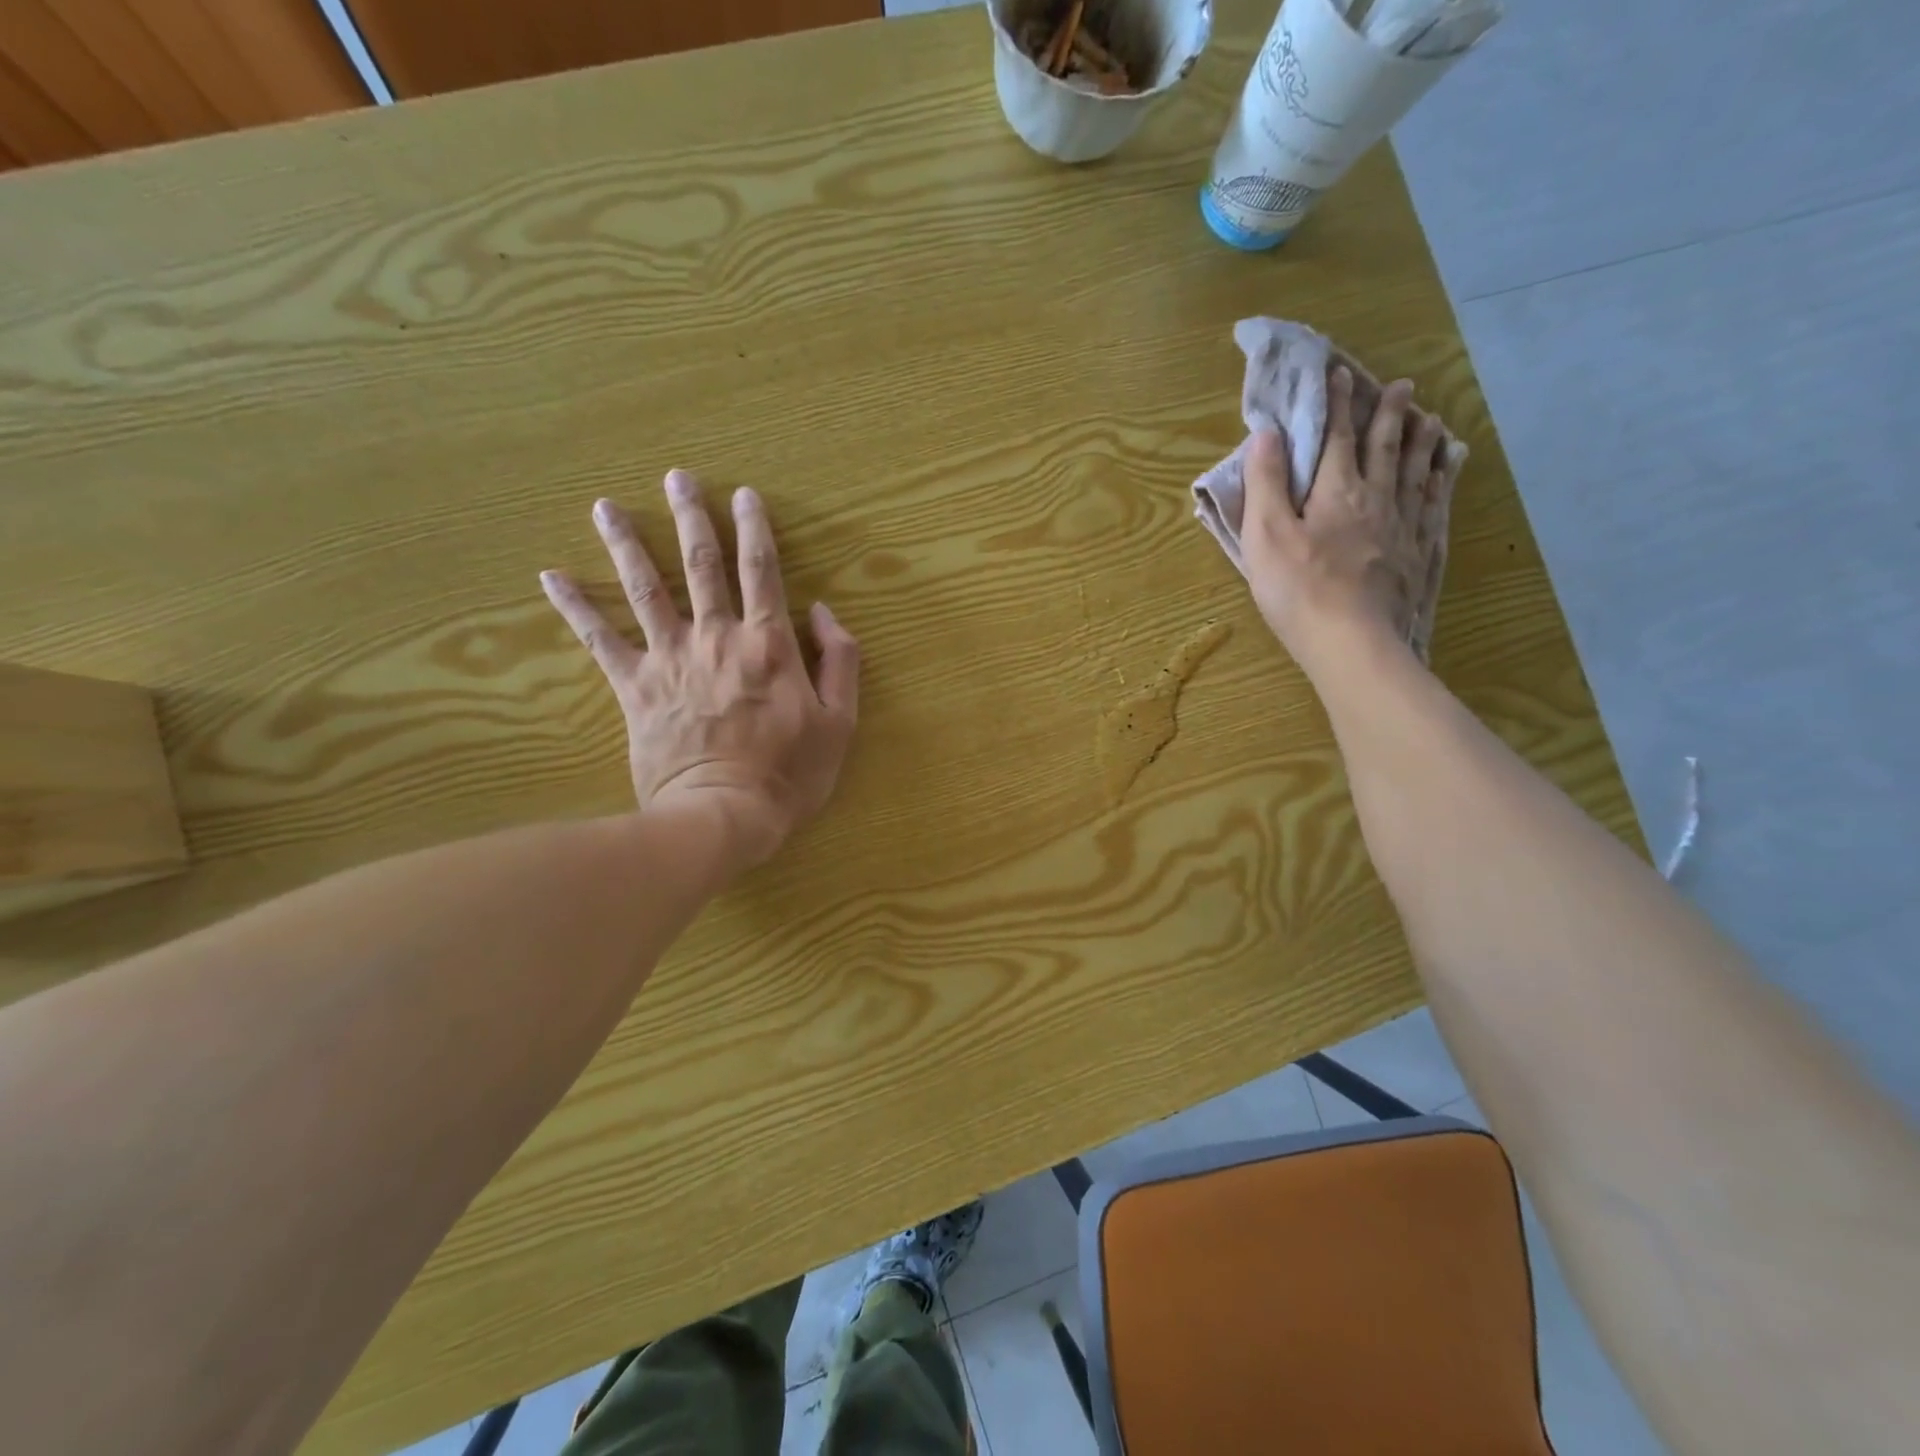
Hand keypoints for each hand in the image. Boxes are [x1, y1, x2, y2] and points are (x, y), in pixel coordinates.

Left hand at [540, 471, 859, 868]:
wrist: (722, 816)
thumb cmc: (789, 774)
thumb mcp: (840, 722)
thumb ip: (839, 661)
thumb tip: (821, 611)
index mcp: (769, 644)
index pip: (762, 572)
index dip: (755, 530)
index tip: (744, 495)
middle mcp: (717, 637)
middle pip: (701, 565)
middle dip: (691, 518)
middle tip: (677, 478)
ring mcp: (671, 658)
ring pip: (645, 588)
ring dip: (626, 543)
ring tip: (606, 506)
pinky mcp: (635, 686)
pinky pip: (599, 639)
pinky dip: (575, 607)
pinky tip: (551, 576)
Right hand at [1241, 368, 1447, 671]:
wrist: (1352, 641)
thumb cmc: (1298, 589)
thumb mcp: (1266, 535)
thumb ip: (1265, 484)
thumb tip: (1267, 434)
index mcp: (1336, 491)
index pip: (1337, 437)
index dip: (1337, 403)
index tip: (1340, 373)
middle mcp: (1376, 498)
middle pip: (1386, 446)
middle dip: (1389, 413)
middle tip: (1401, 385)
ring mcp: (1403, 526)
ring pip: (1417, 471)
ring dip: (1421, 440)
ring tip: (1430, 419)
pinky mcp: (1418, 554)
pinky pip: (1434, 505)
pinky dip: (1440, 481)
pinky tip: (1446, 473)